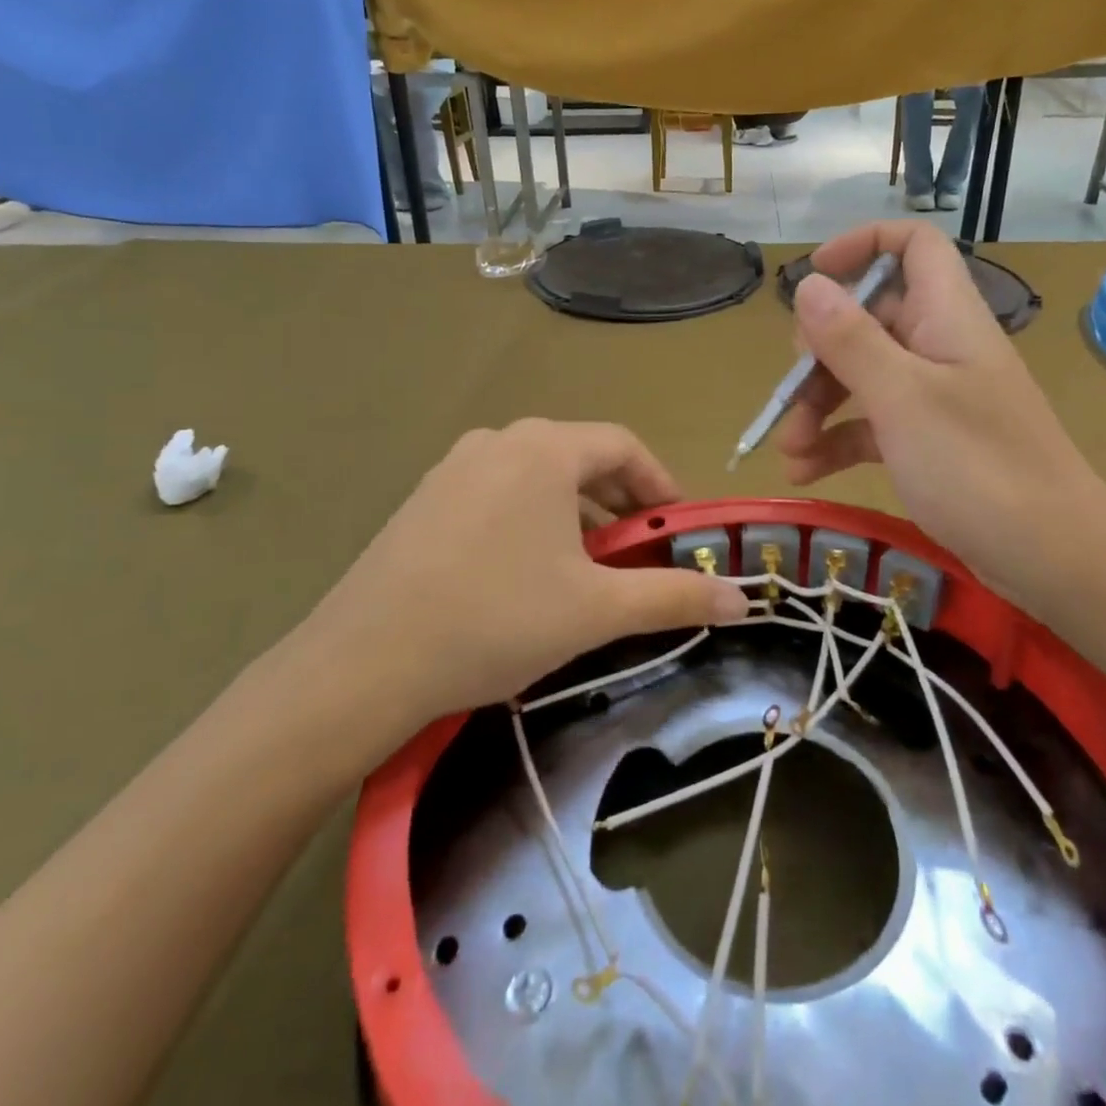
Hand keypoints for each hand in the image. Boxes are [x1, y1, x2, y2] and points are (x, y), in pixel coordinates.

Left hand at [283, 420, 747, 758]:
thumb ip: (674, 597)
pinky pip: (498, 494)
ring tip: (587, 568)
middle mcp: (498, 441)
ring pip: (538, 478)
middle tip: (639, 553)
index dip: (661, 485)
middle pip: (581, 458)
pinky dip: (531, 520)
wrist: (362, 664)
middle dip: (620, 503)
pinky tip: (525, 574)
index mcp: (543, 449)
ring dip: (576, 514)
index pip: (624, 446)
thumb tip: (744, 600)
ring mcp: (452, 467)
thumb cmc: (495, 621)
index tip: (679, 530)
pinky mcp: (423, 500)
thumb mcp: (596, 610)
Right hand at [778, 222, 1105, 615]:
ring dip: (819, 407)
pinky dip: (838, 442)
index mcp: (946, 316)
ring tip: (787, 450)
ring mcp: (937, 397)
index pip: (913, 246)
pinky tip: (805, 472)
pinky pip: (874, 424)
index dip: (862, 245)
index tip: (812, 277)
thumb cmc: (976, 466)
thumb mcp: (902, 398)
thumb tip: (808, 284)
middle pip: (870, 319)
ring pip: (864, 377)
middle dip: (820, 354)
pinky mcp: (931, 441)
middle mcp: (941, 346)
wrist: (1051, 555)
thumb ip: (851, 339)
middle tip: (791, 393)